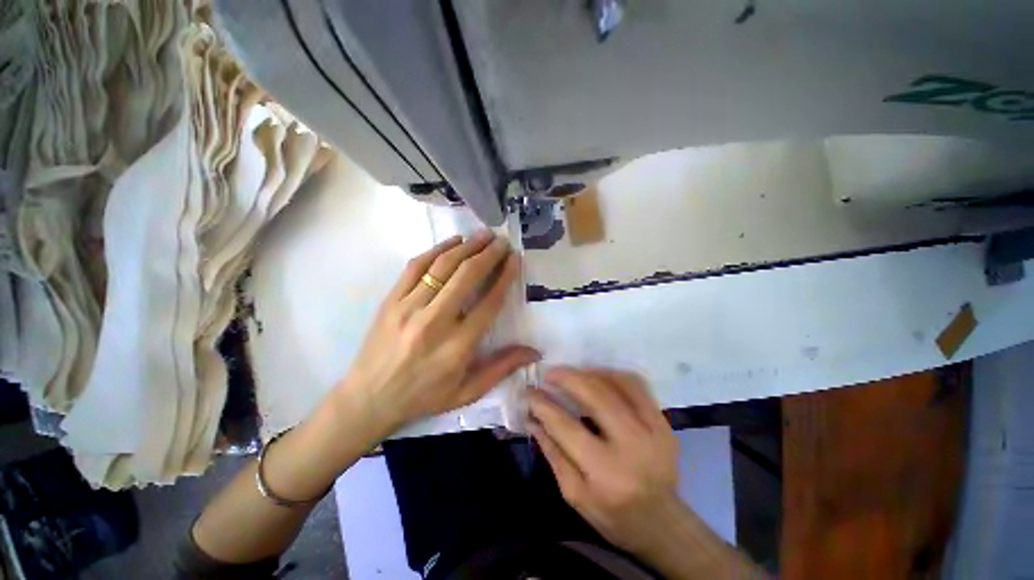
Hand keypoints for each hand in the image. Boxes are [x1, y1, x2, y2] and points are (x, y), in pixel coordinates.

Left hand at [333, 231, 539, 436]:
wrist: (368, 399)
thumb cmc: (423, 396)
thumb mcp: (467, 392)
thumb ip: (502, 368)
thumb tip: (534, 352)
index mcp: (457, 346)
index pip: (488, 302)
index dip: (505, 277)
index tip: (514, 259)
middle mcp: (434, 322)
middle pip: (467, 277)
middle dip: (488, 254)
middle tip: (502, 241)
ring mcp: (408, 308)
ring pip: (442, 266)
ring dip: (466, 247)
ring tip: (483, 235)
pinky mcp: (390, 300)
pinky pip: (415, 266)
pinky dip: (437, 250)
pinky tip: (453, 242)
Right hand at [527, 368, 679, 555]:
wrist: (662, 522)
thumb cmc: (613, 515)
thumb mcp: (574, 494)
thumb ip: (552, 452)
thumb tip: (531, 417)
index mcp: (606, 474)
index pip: (566, 427)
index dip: (543, 405)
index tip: (528, 391)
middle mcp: (633, 447)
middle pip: (596, 397)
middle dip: (567, 378)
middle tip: (549, 373)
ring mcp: (654, 431)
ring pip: (618, 384)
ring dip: (590, 373)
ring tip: (571, 373)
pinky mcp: (664, 423)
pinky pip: (637, 385)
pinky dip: (613, 374)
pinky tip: (597, 376)